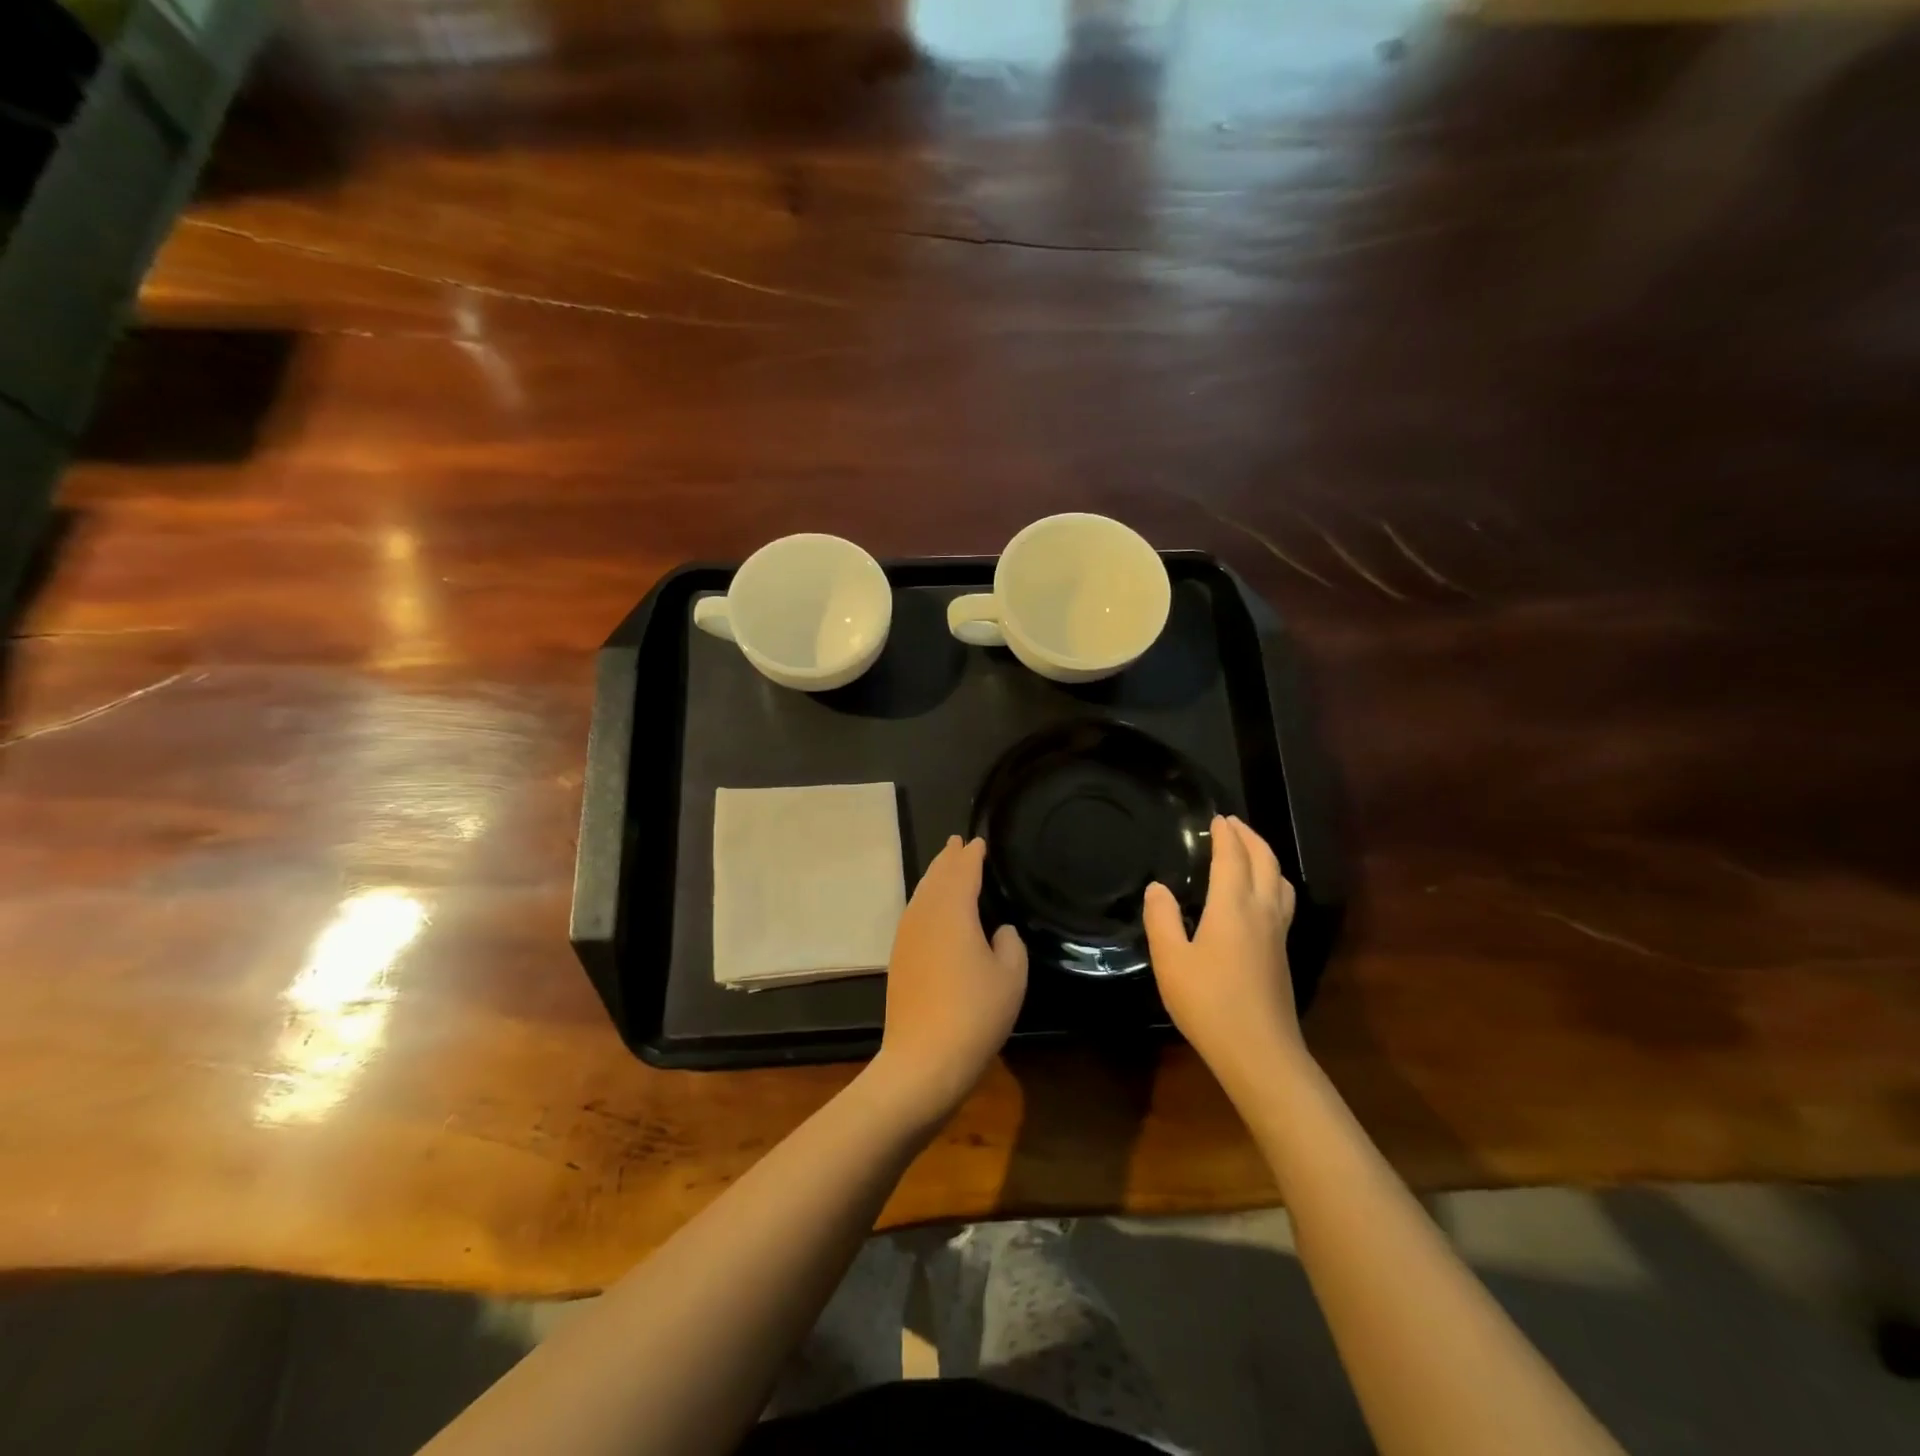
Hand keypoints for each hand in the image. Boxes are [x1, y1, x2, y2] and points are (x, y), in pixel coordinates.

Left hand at [870, 836, 1027, 1123]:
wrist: (923, 1058)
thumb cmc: (975, 1012)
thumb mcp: (1011, 976)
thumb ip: (1010, 944)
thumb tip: (999, 930)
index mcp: (953, 909)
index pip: (963, 871)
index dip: (972, 855)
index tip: (979, 840)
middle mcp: (925, 914)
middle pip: (937, 876)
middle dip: (948, 858)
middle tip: (958, 842)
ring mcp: (906, 936)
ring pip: (921, 893)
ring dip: (935, 876)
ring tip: (945, 865)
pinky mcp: (899, 957)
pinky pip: (914, 912)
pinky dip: (925, 899)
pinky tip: (931, 908)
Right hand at [1144, 815, 1301, 1084]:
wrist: (1259, 1052)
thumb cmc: (1208, 1003)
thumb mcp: (1170, 961)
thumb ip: (1161, 919)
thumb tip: (1158, 888)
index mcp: (1233, 907)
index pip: (1232, 858)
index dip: (1225, 835)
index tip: (1217, 819)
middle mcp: (1262, 911)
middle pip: (1265, 862)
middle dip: (1250, 838)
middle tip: (1233, 824)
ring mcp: (1278, 933)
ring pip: (1281, 881)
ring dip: (1266, 858)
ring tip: (1249, 852)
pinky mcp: (1282, 953)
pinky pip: (1283, 900)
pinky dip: (1271, 881)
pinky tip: (1258, 896)